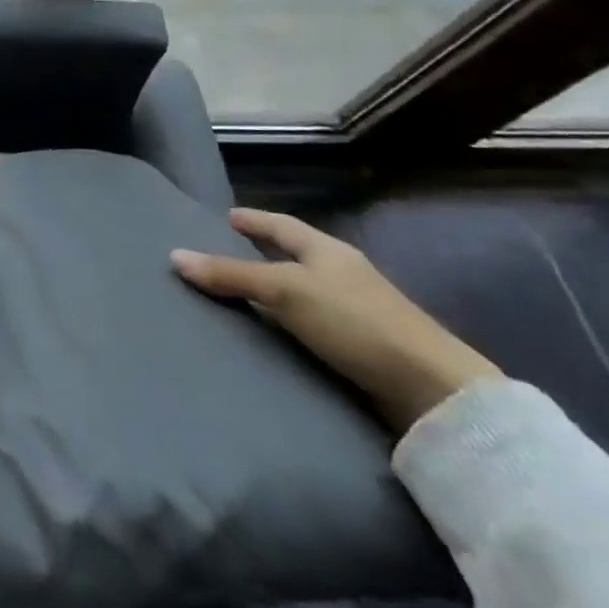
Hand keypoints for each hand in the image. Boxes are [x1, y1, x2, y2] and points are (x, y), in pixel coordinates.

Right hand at [171, 208, 500, 432]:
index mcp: (328, 250)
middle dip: (263, 252)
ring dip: (278, 289)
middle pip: (296, 255)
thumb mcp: (285, 291)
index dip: (254, 220)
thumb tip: (175, 256)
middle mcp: (344, 274)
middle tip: (227, 253)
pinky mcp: (366, 346)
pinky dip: (292, 320)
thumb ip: (231, 275)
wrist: (433, 390)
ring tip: (244, 295)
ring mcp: (359, 310)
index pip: (282, 225)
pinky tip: (278, 332)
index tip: (227, 217)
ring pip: (307, 289)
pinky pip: (315, 321)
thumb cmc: (354, 322)